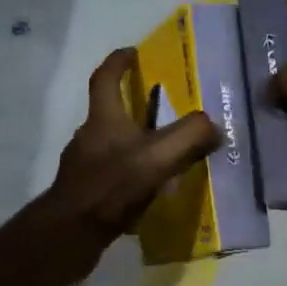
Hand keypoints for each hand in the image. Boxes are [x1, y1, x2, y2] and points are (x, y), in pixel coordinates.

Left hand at [47, 47, 218, 252]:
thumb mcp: (159, 157)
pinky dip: (127, 174)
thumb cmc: (112, 186)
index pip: (105, 79)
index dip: (118, 62)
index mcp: (103, 119)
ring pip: (110, 145)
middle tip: (161, 110)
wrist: (72, 233)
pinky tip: (146, 190)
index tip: (132, 52)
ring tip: (161, 154)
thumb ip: (190, 136)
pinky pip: (110, 174)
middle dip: (133, 108)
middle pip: (109, 113)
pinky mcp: (84, 193)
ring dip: (132, 144)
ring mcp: (82, 166)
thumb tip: (214, 126)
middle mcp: (88, 137)